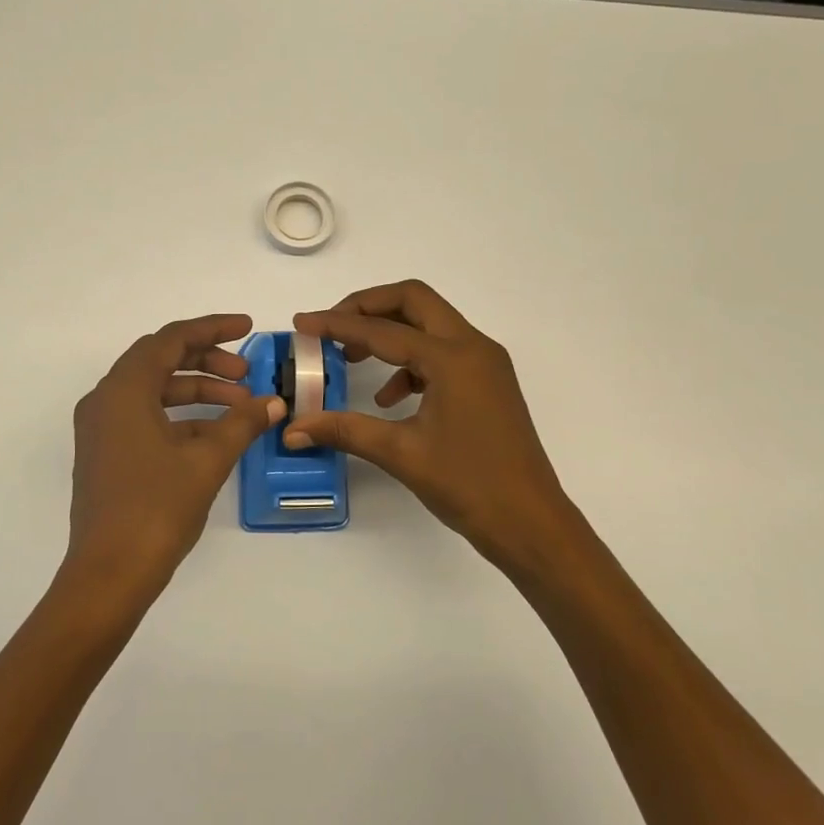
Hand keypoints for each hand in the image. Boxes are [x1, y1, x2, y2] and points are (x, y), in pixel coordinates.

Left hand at [57, 314, 282, 614]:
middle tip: (247, 375)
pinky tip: (214, 435)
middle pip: (159, 361)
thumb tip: (273, 403)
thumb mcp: (207, 460)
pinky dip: (179, 418)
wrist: (110, 573)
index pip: (170, 339)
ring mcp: (101, 429)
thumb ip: (241, 423)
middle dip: (206, 361)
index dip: (212, 328)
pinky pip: (145, 417)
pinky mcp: (105, 453)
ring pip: (153, 391)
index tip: (248, 328)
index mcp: (123, 390)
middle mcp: (105, 400)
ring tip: (240, 407)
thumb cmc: (157, 508)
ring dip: (196, 392)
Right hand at [286, 281, 571, 572]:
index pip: (382, 329)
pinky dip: (410, 360)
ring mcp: (485, 364)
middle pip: (414, 301)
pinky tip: (388, 397)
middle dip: (367, 307)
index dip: (336, 324)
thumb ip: (344, 430)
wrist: (530, 523)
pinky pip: (442, 352)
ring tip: (352, 359)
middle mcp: (473, 347)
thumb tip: (293, 428)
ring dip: (389, 331)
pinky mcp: (487, 382)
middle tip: (331, 328)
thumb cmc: (469, 485)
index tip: (302, 323)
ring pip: (430, 323)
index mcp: (452, 358)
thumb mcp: (400, 453)